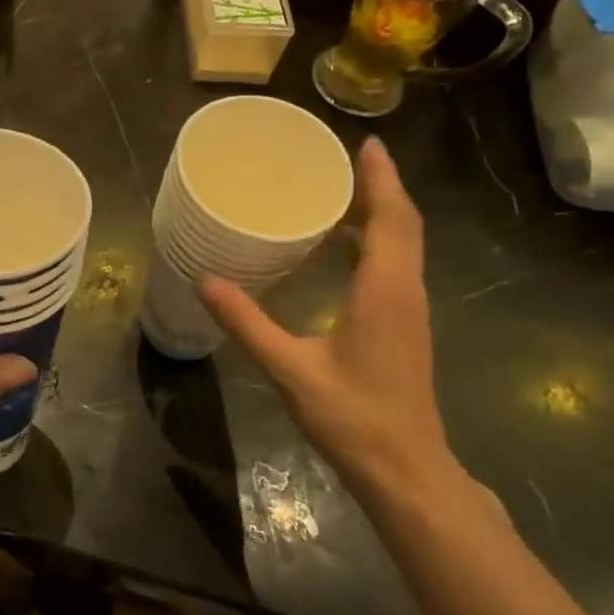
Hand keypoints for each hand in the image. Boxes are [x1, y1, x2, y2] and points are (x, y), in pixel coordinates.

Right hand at [199, 138, 455, 505]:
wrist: (406, 470)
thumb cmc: (353, 417)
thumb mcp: (290, 368)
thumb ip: (246, 323)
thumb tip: (204, 280)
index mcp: (384, 290)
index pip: (390, 218)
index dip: (381, 179)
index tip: (368, 143)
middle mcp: (405, 290)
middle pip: (403, 224)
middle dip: (380, 187)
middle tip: (346, 159)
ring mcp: (409, 310)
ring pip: (404, 245)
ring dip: (382, 213)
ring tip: (343, 192)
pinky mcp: (405, 326)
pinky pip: (397, 265)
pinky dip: (379, 241)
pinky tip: (347, 248)